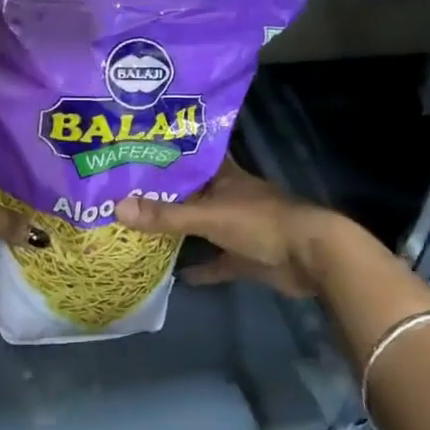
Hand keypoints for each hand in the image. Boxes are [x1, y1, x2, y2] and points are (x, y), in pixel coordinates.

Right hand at [116, 159, 332, 298]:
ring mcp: (239, 228)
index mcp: (224, 177)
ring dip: (180, 229)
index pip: (191, 158)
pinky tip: (176, 276)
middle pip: (192, 193)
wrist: (312, 257)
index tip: (136, 154)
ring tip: (141, 229)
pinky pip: (216, 261)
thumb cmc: (261, 223)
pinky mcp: (246, 257)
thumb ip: (166, 215)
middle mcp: (229, 197)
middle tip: (125, 194)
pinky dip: (200, 269)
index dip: (167, 155)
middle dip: (164, 195)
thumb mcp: (209, 216)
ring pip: (202, 225)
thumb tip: (117, 207)